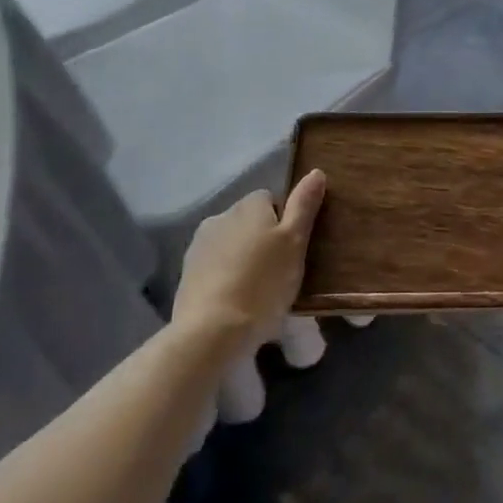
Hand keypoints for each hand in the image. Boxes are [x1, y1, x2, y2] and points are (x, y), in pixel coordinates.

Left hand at [173, 170, 326, 339]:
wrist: (212, 331)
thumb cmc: (264, 283)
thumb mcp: (295, 242)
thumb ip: (304, 205)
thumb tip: (316, 172)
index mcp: (248, 206)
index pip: (271, 199)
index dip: (285, 222)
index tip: (293, 249)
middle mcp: (220, 216)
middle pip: (249, 220)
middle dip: (263, 239)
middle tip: (281, 271)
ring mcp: (198, 245)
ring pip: (231, 243)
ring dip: (244, 257)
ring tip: (259, 289)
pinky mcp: (187, 274)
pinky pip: (215, 266)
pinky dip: (227, 276)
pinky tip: (237, 300)